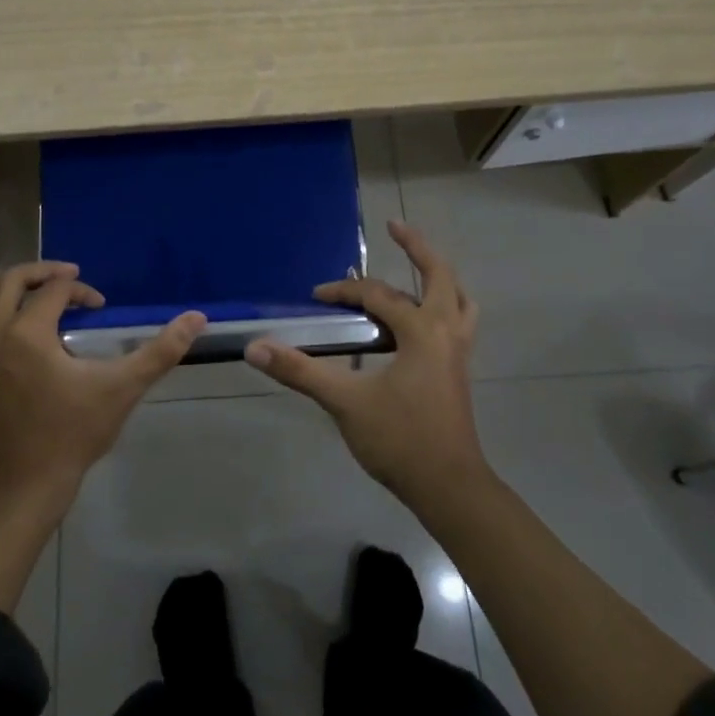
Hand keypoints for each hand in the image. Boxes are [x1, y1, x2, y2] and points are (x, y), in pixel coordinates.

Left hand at [0, 261, 205, 504]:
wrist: (24, 485)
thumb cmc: (73, 434)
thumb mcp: (122, 388)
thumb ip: (160, 351)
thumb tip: (197, 318)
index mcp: (27, 333)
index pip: (54, 290)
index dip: (80, 291)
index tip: (100, 308)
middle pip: (11, 281)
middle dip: (43, 273)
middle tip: (71, 276)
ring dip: (8, 286)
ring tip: (36, 289)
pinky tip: (16, 324)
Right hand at [246, 221, 485, 502]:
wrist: (449, 488)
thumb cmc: (401, 440)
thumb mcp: (346, 403)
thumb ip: (300, 371)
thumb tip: (255, 348)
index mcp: (423, 331)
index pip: (378, 296)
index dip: (344, 291)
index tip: (317, 297)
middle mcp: (447, 332)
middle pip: (440, 275)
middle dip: (417, 247)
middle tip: (395, 227)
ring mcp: (459, 352)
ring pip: (458, 299)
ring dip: (438, 278)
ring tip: (417, 268)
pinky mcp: (459, 371)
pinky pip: (457, 322)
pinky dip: (441, 306)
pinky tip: (419, 322)